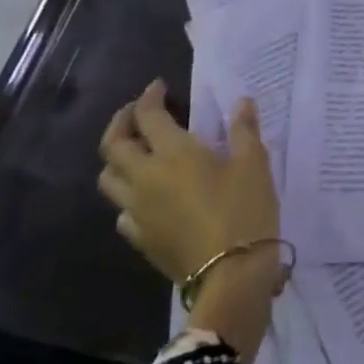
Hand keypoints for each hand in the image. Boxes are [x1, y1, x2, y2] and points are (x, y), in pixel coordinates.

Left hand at [98, 81, 284, 361]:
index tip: (160, 87)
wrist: (230, 276)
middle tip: (138, 113)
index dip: (150, 97)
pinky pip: (121, 213)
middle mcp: (145, 178)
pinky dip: (128, 197)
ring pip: (109, 179)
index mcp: (173, 153)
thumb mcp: (254, 163)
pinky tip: (146, 197)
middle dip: (121, 122)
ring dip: (117, 159)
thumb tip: (241, 102)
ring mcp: (138, 212)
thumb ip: (244, 129)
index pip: (148, 116)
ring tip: (136, 152)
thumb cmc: (244, 211)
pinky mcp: (141, 240)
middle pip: (113, 146)